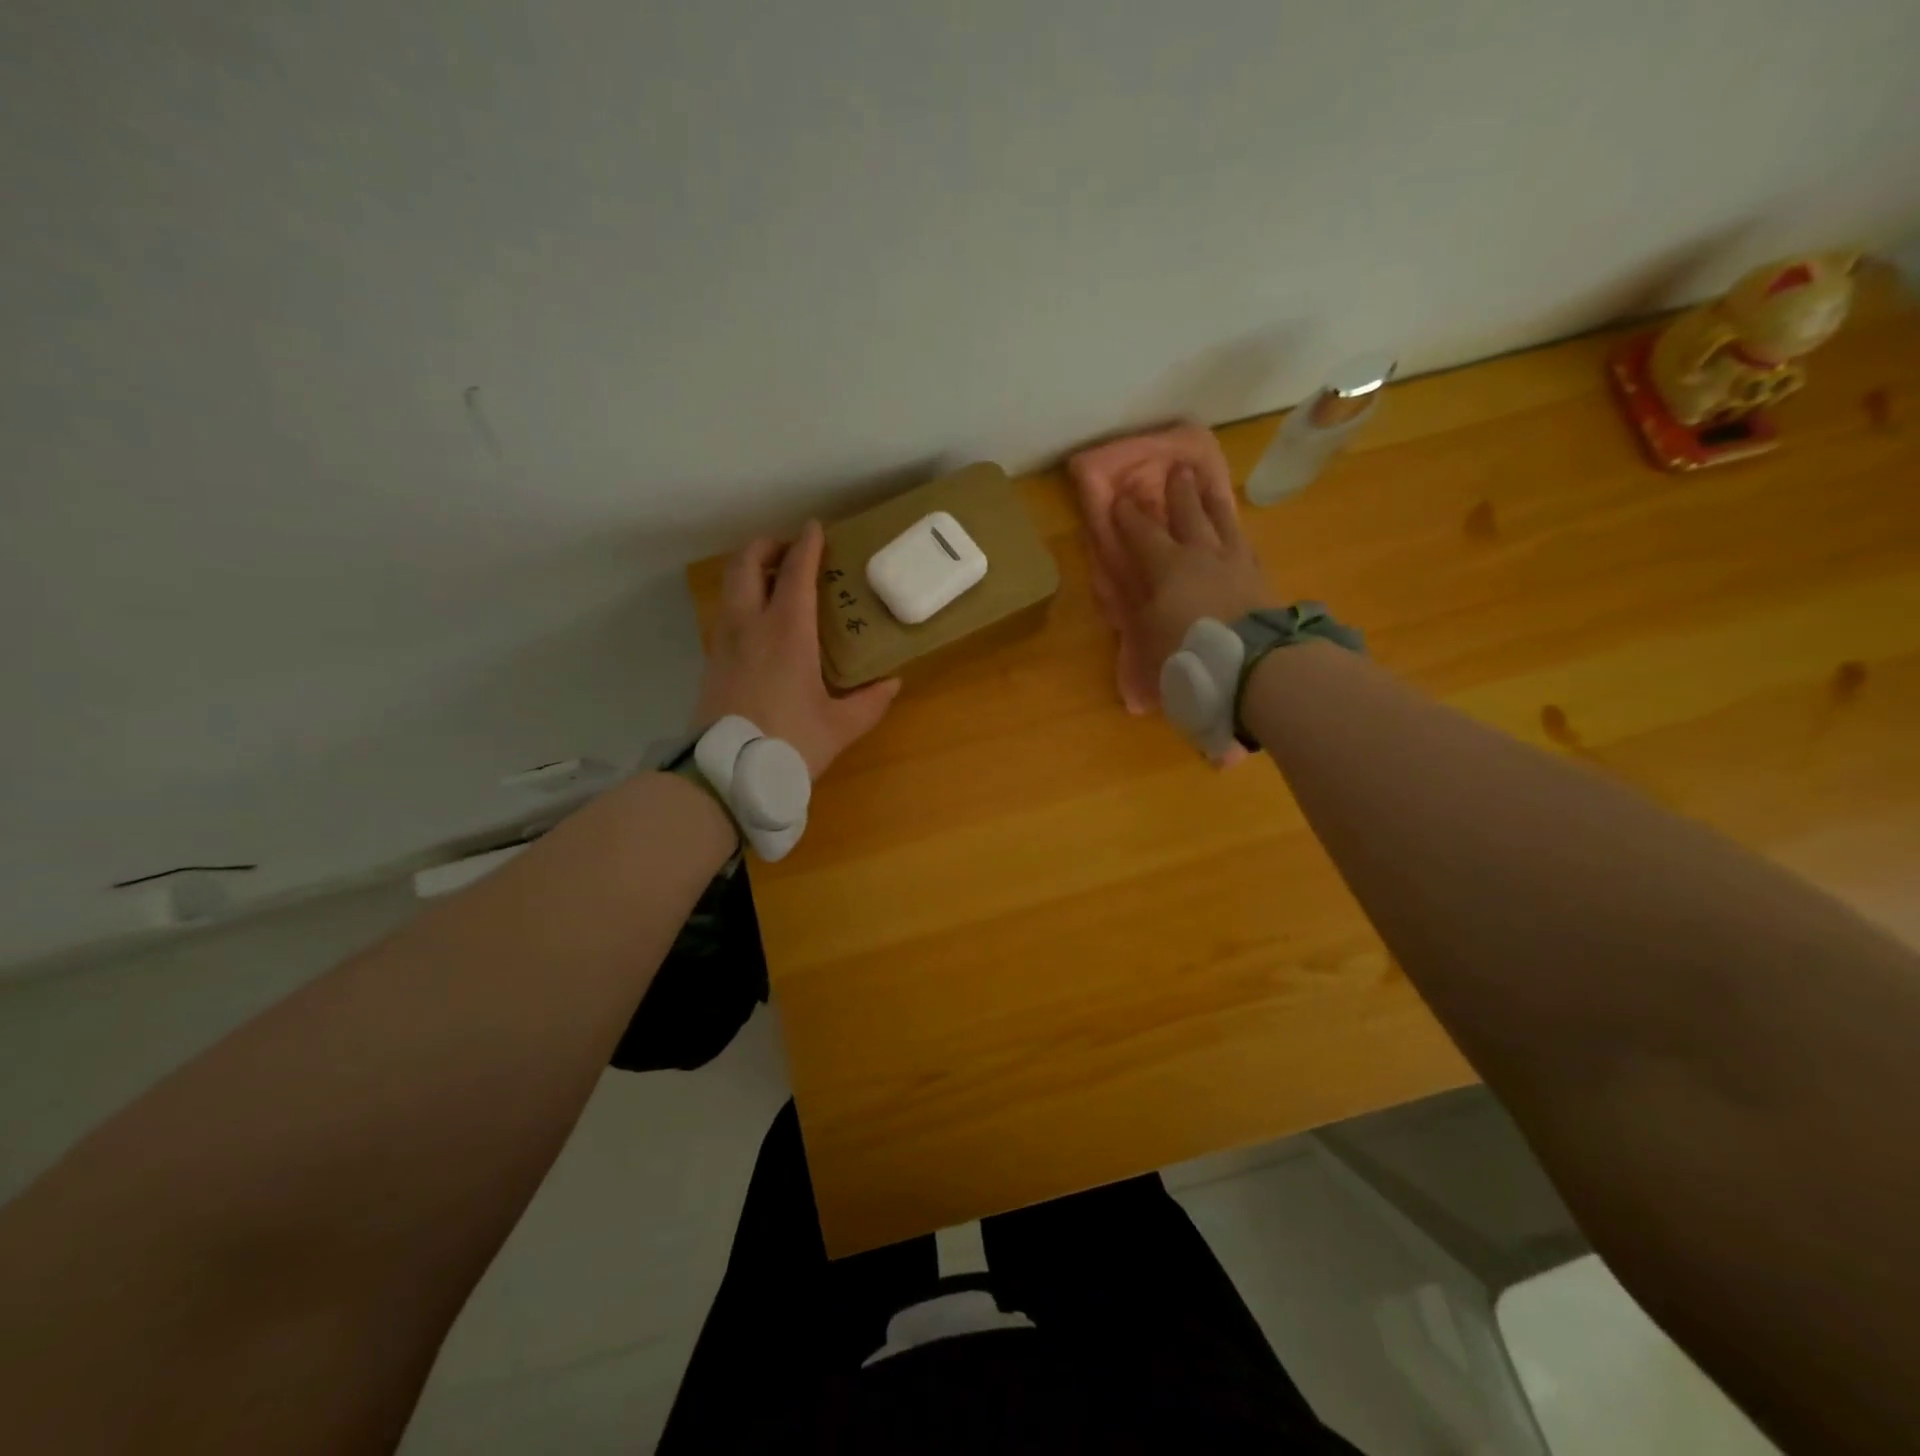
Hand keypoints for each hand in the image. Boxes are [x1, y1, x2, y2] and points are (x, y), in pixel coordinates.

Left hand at [694, 521, 901, 778]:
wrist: (726, 775)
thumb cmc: (789, 744)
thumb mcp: (840, 727)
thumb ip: (869, 702)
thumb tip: (892, 683)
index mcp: (787, 633)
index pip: (795, 572)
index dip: (807, 545)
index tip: (816, 528)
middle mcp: (750, 625)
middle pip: (746, 563)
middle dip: (767, 546)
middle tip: (790, 551)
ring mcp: (724, 641)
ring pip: (730, 586)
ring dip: (751, 572)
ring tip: (776, 583)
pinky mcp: (711, 661)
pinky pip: (725, 613)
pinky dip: (741, 600)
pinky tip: (760, 625)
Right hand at [1113, 467, 1275, 672]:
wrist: (1251, 661)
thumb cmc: (1187, 649)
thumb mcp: (1147, 637)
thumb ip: (1138, 614)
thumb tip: (1132, 600)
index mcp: (1167, 566)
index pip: (1143, 533)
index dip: (1129, 516)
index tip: (1120, 498)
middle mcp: (1201, 554)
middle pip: (1189, 514)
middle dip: (1180, 491)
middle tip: (1178, 467)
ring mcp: (1235, 562)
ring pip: (1222, 522)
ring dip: (1213, 502)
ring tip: (1209, 485)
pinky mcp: (1259, 577)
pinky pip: (1245, 546)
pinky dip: (1236, 535)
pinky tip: (1238, 534)